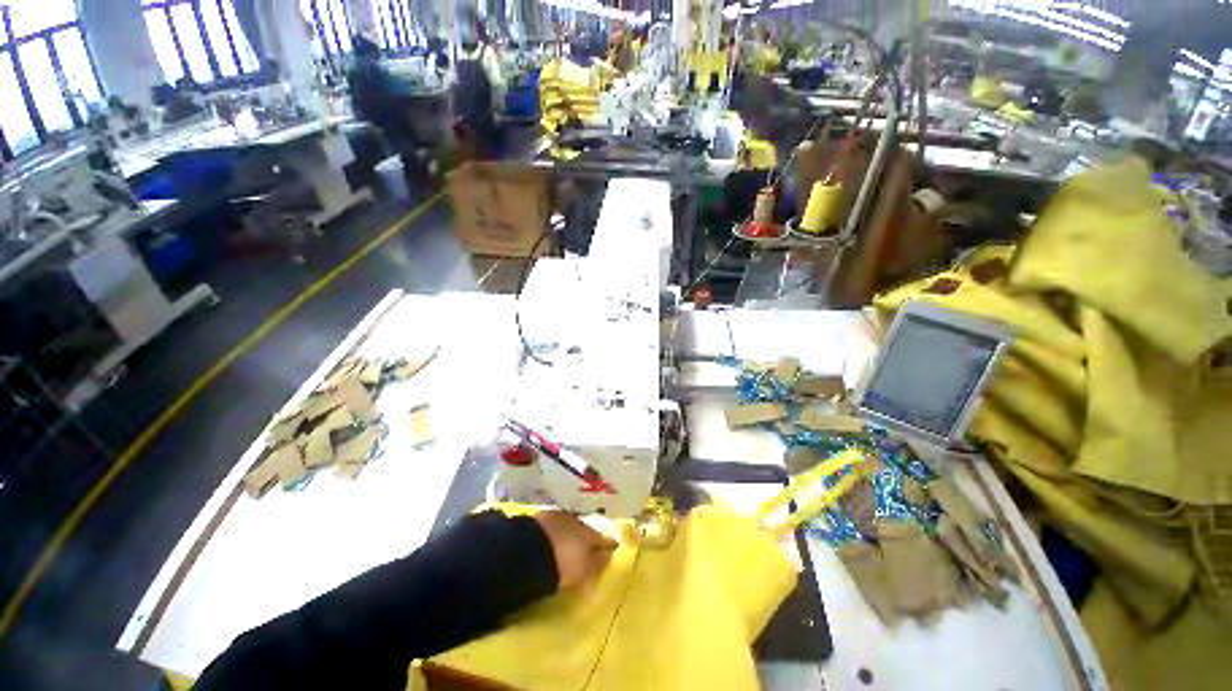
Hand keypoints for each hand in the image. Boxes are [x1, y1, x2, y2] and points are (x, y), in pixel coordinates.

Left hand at [534, 511, 618, 589]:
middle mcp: (578, 521)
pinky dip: (555, 531)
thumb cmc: (564, 564)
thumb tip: (608, 556)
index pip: (603, 539)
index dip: (608, 544)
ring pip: (569, 524)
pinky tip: (551, 539)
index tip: (614, 546)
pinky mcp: (542, 519)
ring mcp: (560, 517)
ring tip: (568, 543)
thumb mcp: (585, 571)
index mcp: (591, 534)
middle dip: (587, 537)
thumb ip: (598, 563)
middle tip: (588, 546)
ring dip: (570, 532)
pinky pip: (553, 525)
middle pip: (586, 529)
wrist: (532, 550)